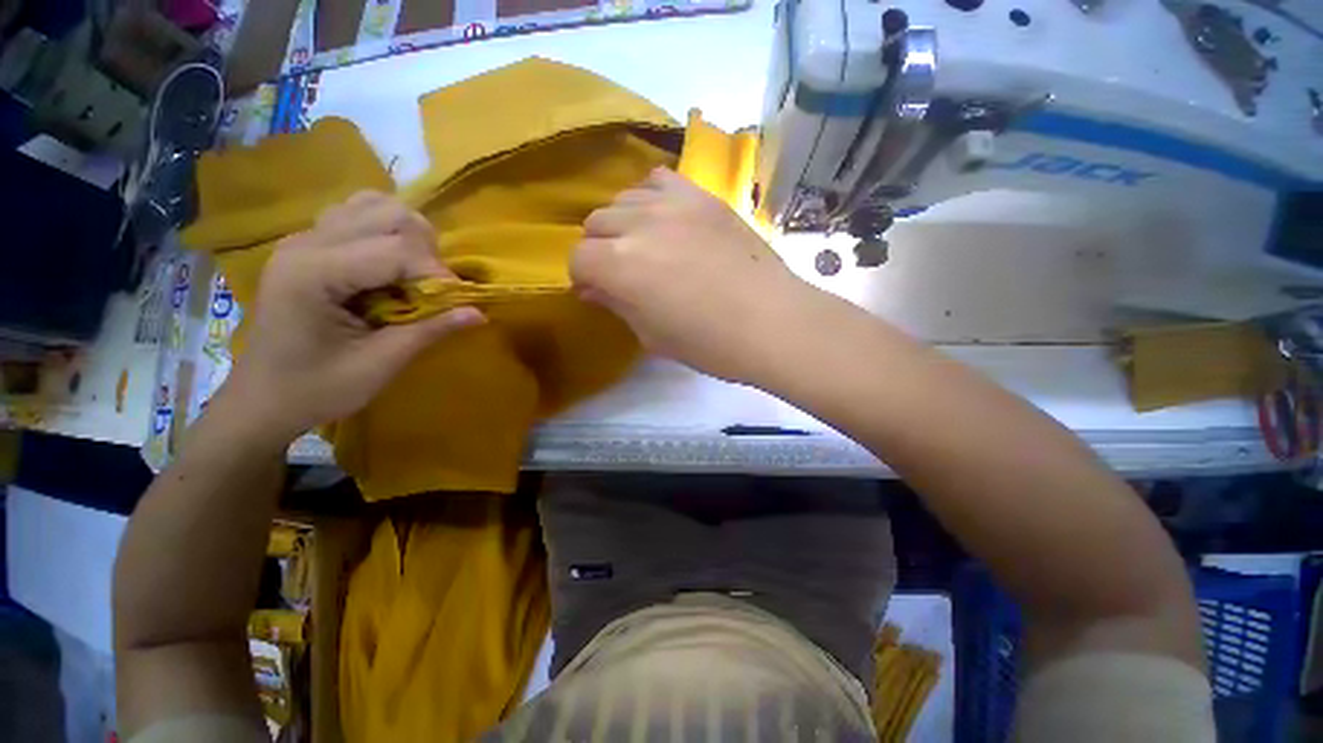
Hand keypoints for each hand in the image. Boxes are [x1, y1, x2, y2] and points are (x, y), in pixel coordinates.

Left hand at [222, 191, 483, 444]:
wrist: (263, 398)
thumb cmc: (317, 389)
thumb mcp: (379, 365)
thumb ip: (430, 331)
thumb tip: (479, 312)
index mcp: (314, 273)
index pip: (397, 248)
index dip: (438, 273)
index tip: (456, 304)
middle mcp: (307, 242)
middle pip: (390, 213)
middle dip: (425, 250)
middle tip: (432, 289)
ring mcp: (305, 238)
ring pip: (375, 205)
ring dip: (408, 236)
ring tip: (413, 274)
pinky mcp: (310, 244)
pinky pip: (359, 215)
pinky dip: (388, 233)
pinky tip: (390, 267)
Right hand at [571, 167, 810, 382]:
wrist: (772, 321)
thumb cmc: (709, 343)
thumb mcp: (652, 336)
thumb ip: (617, 305)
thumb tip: (593, 288)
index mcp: (619, 265)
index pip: (578, 259)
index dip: (584, 279)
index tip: (599, 293)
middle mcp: (638, 224)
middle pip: (596, 223)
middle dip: (600, 250)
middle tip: (623, 273)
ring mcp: (672, 203)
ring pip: (623, 199)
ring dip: (623, 224)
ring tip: (645, 246)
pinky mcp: (702, 196)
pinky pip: (659, 181)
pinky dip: (651, 199)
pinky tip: (667, 221)